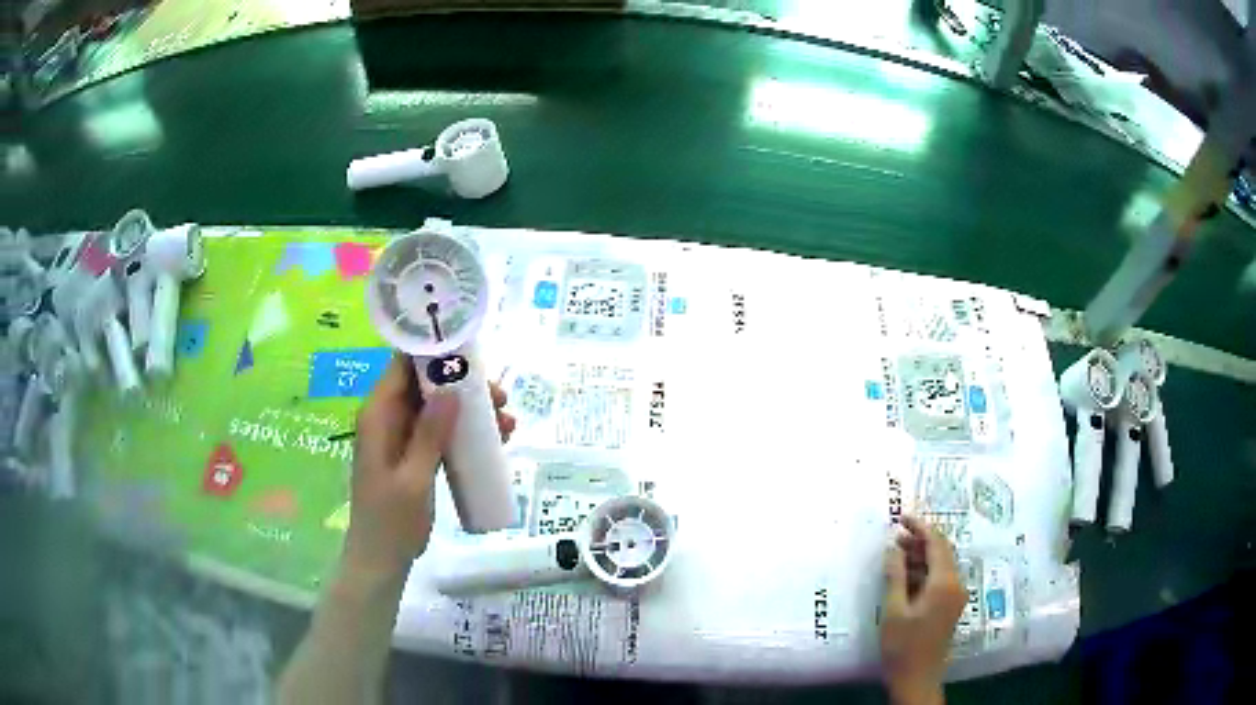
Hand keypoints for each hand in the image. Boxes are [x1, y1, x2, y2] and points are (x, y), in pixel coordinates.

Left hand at [342, 353, 514, 582]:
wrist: (382, 559)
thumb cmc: (391, 521)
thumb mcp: (413, 478)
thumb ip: (429, 434)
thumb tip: (451, 389)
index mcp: (379, 416)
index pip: (402, 366)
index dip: (433, 353)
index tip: (471, 354)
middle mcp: (388, 419)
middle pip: (425, 385)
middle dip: (463, 384)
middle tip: (500, 397)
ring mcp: (402, 437)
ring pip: (437, 408)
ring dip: (470, 410)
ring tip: (507, 421)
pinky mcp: (414, 454)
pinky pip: (440, 431)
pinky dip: (465, 431)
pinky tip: (495, 440)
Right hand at [880, 515, 966, 704]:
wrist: (918, 679)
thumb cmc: (903, 647)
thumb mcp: (894, 610)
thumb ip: (895, 576)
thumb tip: (893, 547)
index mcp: (945, 583)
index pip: (937, 543)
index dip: (920, 527)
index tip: (901, 518)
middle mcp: (956, 584)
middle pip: (942, 552)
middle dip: (920, 540)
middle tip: (896, 536)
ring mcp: (956, 596)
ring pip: (941, 565)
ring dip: (922, 556)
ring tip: (897, 555)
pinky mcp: (951, 606)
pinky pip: (941, 578)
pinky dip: (925, 572)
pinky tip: (906, 576)